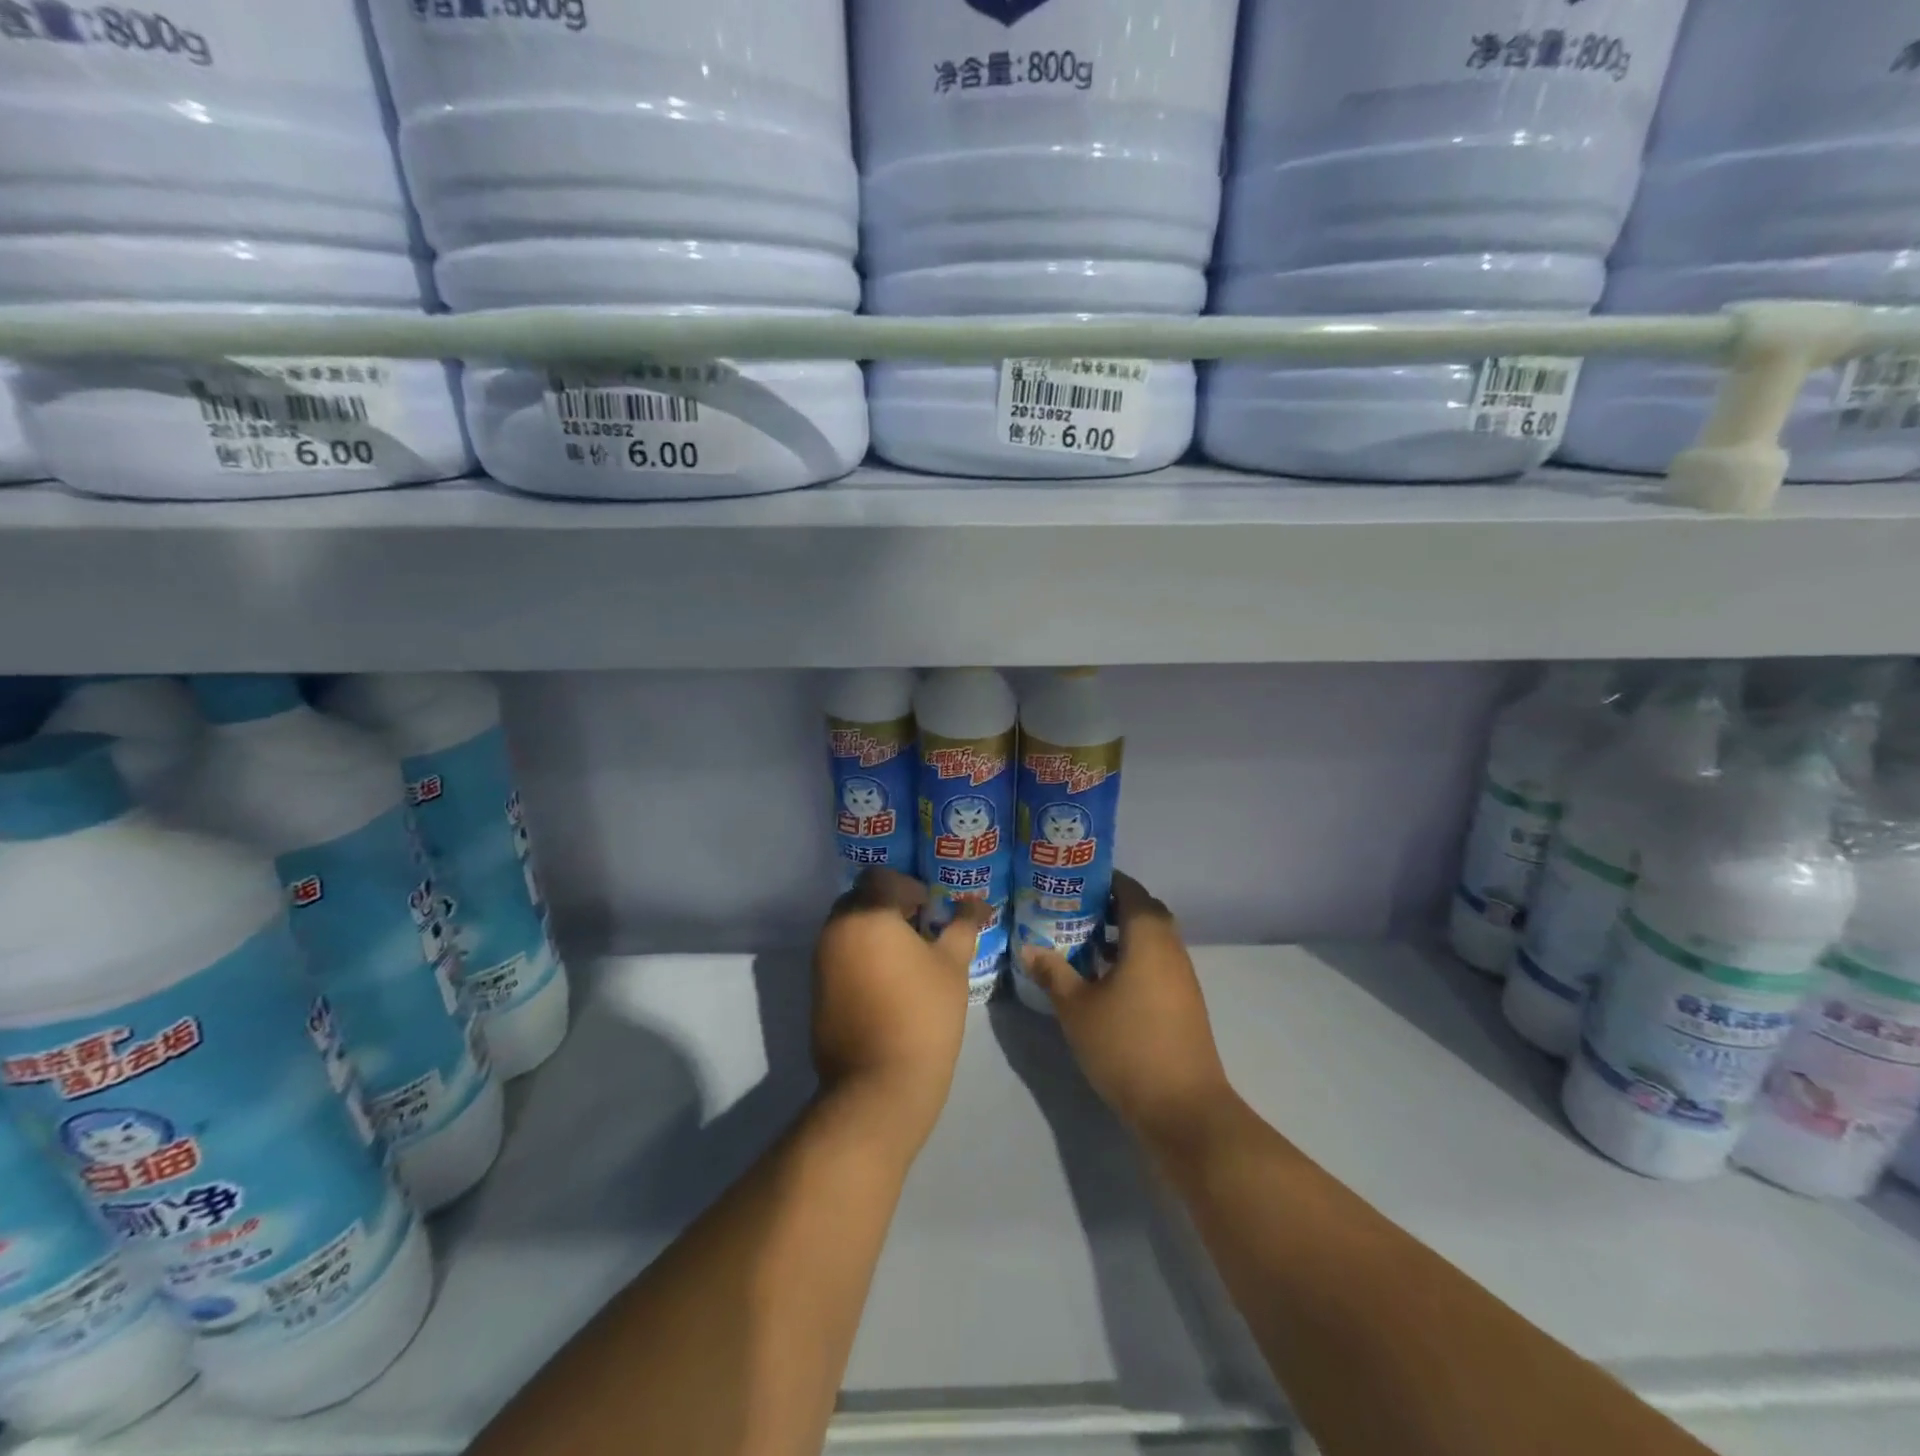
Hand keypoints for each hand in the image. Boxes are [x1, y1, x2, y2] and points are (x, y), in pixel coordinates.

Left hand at [811, 868, 987, 1148]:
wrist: (879, 1085)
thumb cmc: (923, 1015)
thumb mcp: (952, 965)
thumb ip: (962, 925)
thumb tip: (978, 903)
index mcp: (867, 914)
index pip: (881, 877)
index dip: (909, 886)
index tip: (931, 910)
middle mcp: (835, 929)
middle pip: (861, 899)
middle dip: (890, 907)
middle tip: (922, 931)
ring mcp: (820, 961)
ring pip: (848, 928)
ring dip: (875, 932)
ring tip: (908, 959)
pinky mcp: (816, 990)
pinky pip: (839, 955)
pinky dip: (861, 956)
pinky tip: (888, 984)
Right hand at [1018, 873, 1236, 1149]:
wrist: (1183, 1108)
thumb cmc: (1126, 1046)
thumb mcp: (1077, 1008)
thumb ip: (1053, 972)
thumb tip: (1028, 947)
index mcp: (1148, 937)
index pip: (1129, 889)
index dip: (1102, 880)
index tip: (1071, 883)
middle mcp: (1171, 948)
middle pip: (1142, 911)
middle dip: (1109, 906)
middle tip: (1071, 911)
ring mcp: (1182, 976)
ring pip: (1151, 939)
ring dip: (1121, 934)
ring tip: (1081, 942)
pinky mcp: (1184, 1001)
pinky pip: (1156, 962)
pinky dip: (1132, 958)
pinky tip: (1103, 979)